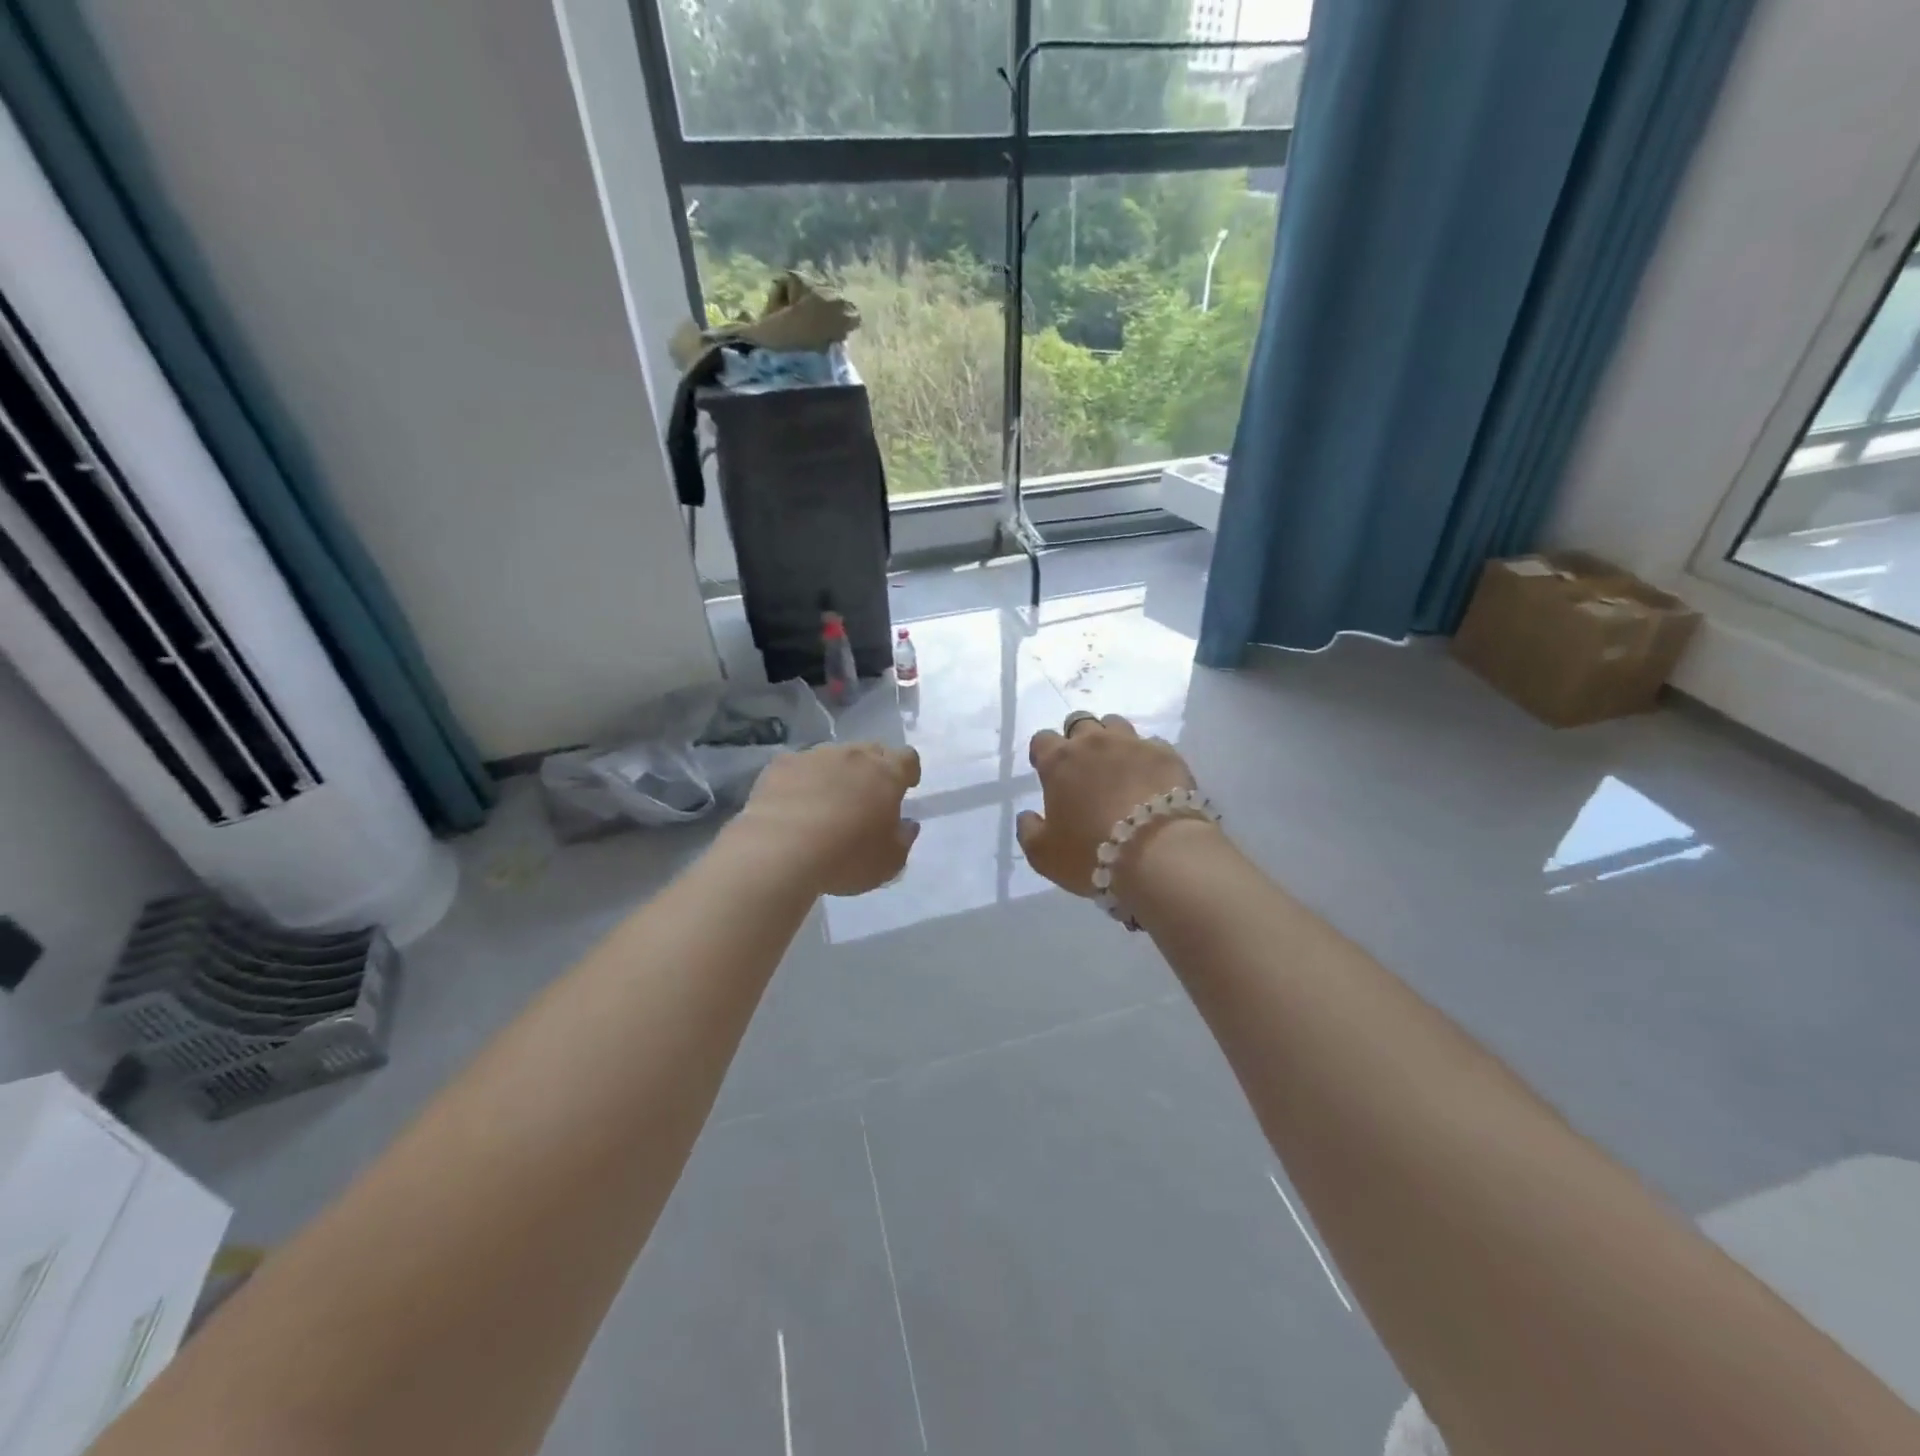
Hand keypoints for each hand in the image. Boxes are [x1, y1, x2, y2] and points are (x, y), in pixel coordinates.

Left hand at [733, 742, 921, 896]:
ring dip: (836, 773)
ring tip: (825, 803)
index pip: (907, 758)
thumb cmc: (846, 857)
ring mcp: (814, 756)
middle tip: (867, 796)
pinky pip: (798, 767)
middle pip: (871, 751)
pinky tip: (793, 805)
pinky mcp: (781, 765)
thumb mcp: (890, 862)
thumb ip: (903, 839)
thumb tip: (907, 824)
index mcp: (886, 774)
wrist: (779, 850)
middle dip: (873, 769)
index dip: (909, 771)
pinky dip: (801, 780)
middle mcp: (853, 755)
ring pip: (833, 756)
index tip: (905, 788)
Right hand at [1016, 713, 1200, 897]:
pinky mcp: (1166, 754)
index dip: (1043, 753)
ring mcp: (1133, 744)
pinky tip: (1150, 779)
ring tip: (1118, 766)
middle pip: (1080, 723)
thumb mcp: (1043, 854)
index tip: (1049, 771)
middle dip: (1078, 739)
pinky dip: (1146, 757)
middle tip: (1084, 767)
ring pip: (1116, 725)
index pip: (1042, 739)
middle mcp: (1094, 742)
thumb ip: (1029, 830)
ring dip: (1111, 740)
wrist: (1156, 853)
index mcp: (1059, 761)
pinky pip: (1151, 745)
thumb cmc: (1091, 852)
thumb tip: (1027, 816)